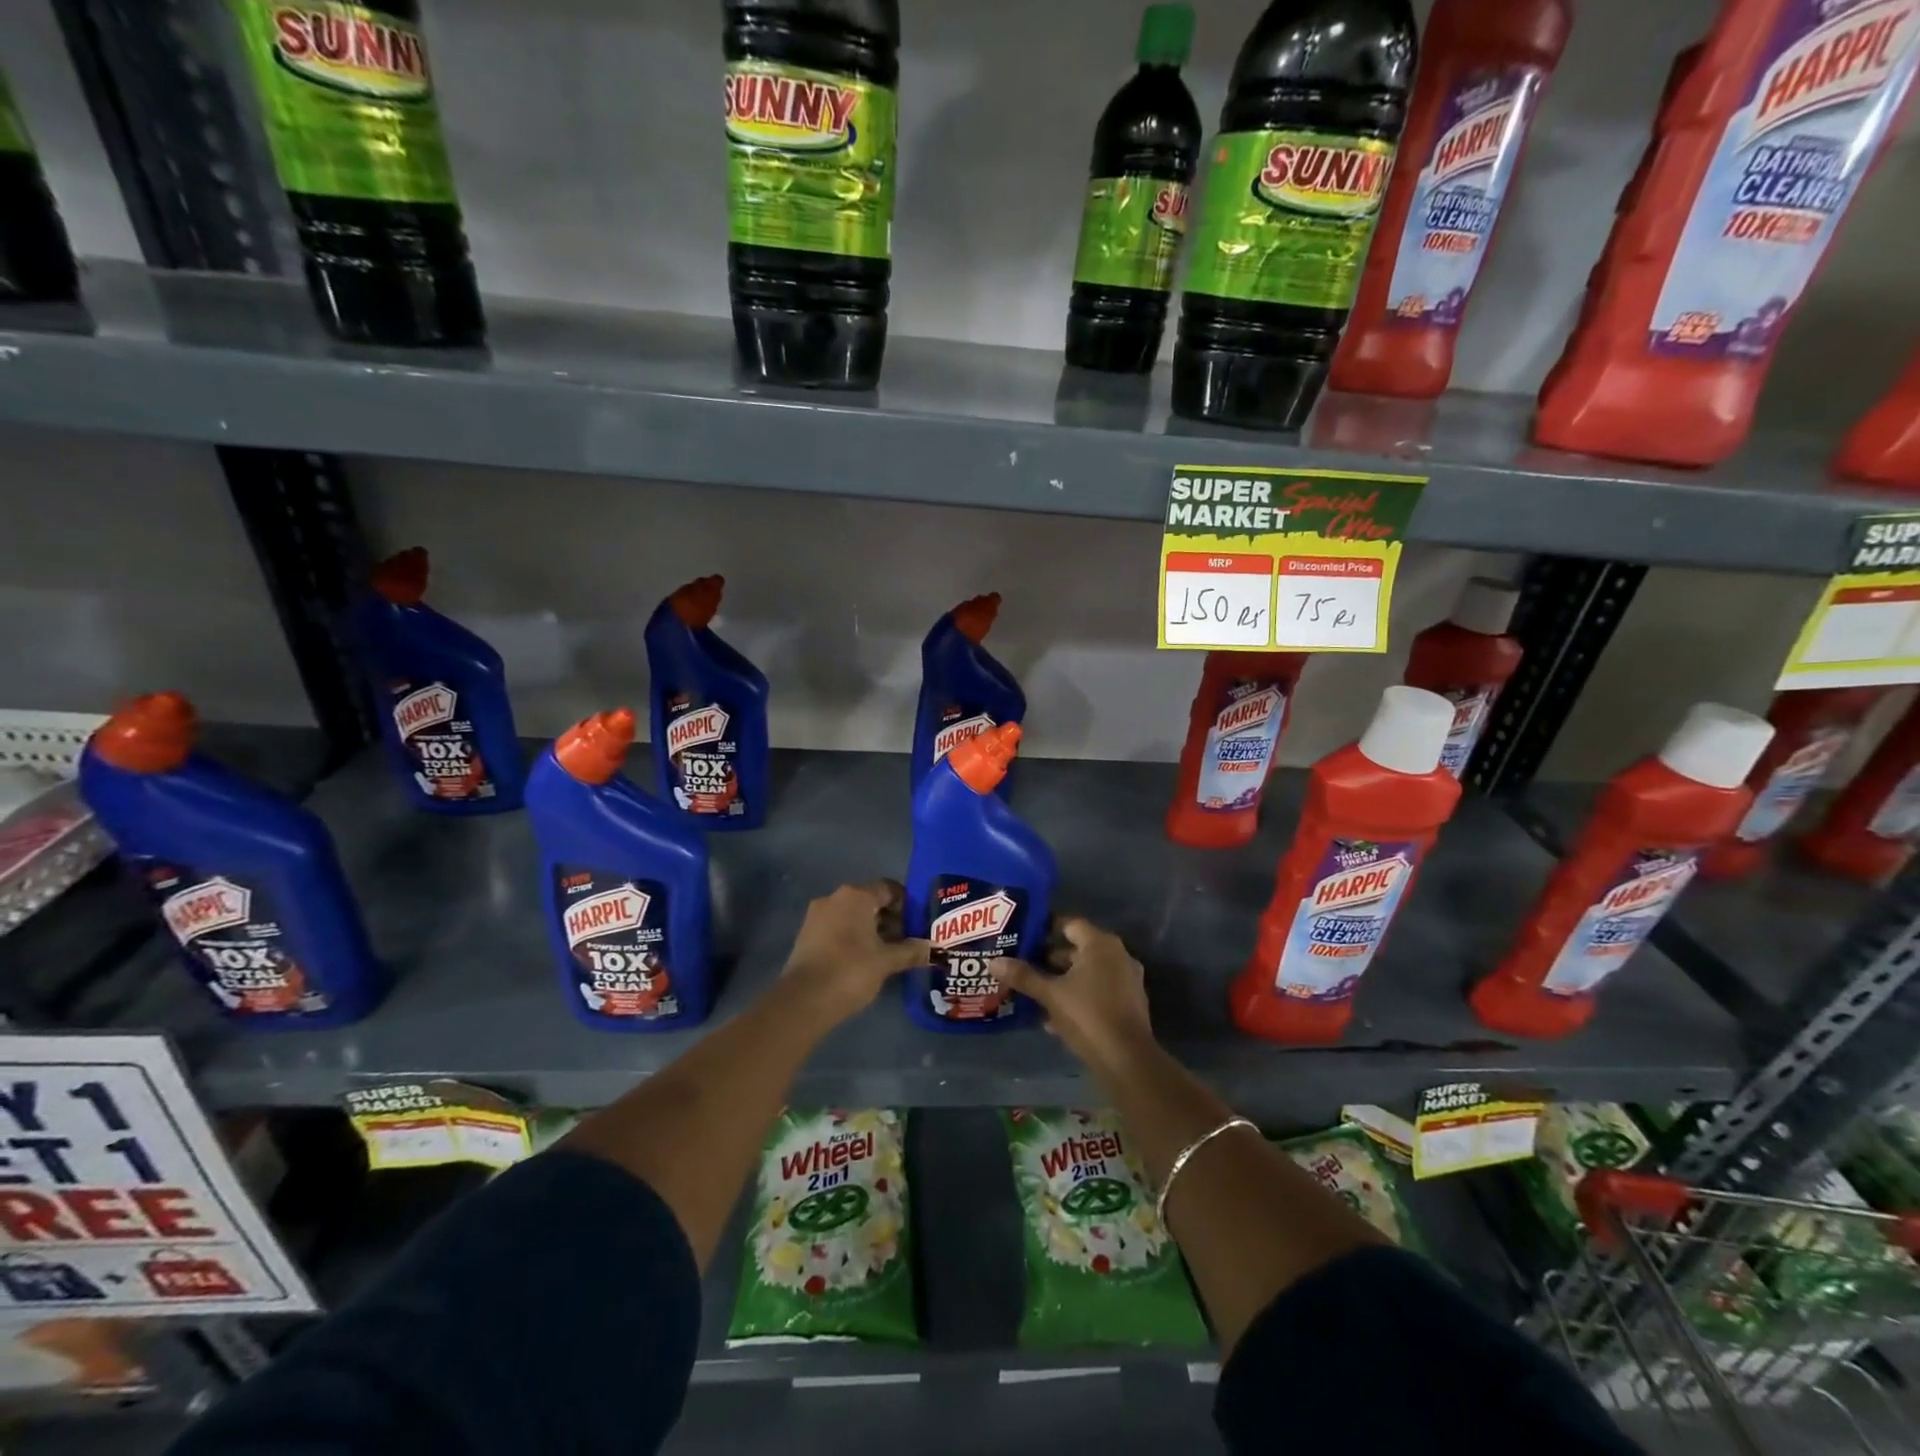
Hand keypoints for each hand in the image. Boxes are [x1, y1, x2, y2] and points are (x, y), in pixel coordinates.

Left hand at [781, 881, 929, 1022]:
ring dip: (874, 931)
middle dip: (892, 919)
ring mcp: (817, 917)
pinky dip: (855, 939)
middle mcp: (834, 898)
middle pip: (870, 901)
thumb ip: (911, 951)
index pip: (888, 888)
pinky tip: (868, 961)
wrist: (803, 1001)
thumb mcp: (887, 961)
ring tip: (892, 953)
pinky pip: (839, 929)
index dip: (907, 904)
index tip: (920, 923)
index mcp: (855, 896)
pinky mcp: (807, 936)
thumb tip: (934, 949)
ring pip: (853, 917)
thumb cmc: (850, 971)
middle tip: (910, 940)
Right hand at [991, 917, 1152, 1067]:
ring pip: (1086, 973)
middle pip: (1077, 949)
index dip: (1045, 928)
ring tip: (1032, 990)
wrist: (1127, 1061)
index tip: (1023, 936)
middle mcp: (1117, 956)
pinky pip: (1096, 991)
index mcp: (1100, 944)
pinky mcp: (1128, 1004)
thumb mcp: (1050, 995)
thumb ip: (1024, 976)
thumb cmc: (1088, 1016)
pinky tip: (1053, 1017)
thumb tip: (994, 962)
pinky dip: (1077, 997)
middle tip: (1022, 964)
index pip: (1069, 924)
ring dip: (1061, 980)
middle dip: (1049, 958)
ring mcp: (1126, 980)